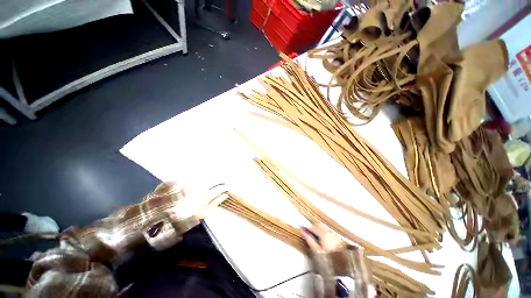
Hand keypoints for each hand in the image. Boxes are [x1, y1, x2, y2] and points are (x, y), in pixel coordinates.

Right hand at [301, 224, 344, 252]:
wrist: (339, 259)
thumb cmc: (327, 255)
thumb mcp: (316, 249)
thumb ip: (309, 240)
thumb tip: (304, 233)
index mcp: (324, 234)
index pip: (313, 228)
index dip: (307, 228)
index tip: (302, 230)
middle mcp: (330, 232)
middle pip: (319, 225)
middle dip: (313, 228)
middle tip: (307, 233)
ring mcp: (334, 234)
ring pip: (324, 228)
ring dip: (318, 230)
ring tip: (314, 237)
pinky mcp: (336, 237)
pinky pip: (328, 231)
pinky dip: (323, 232)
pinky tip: (321, 239)